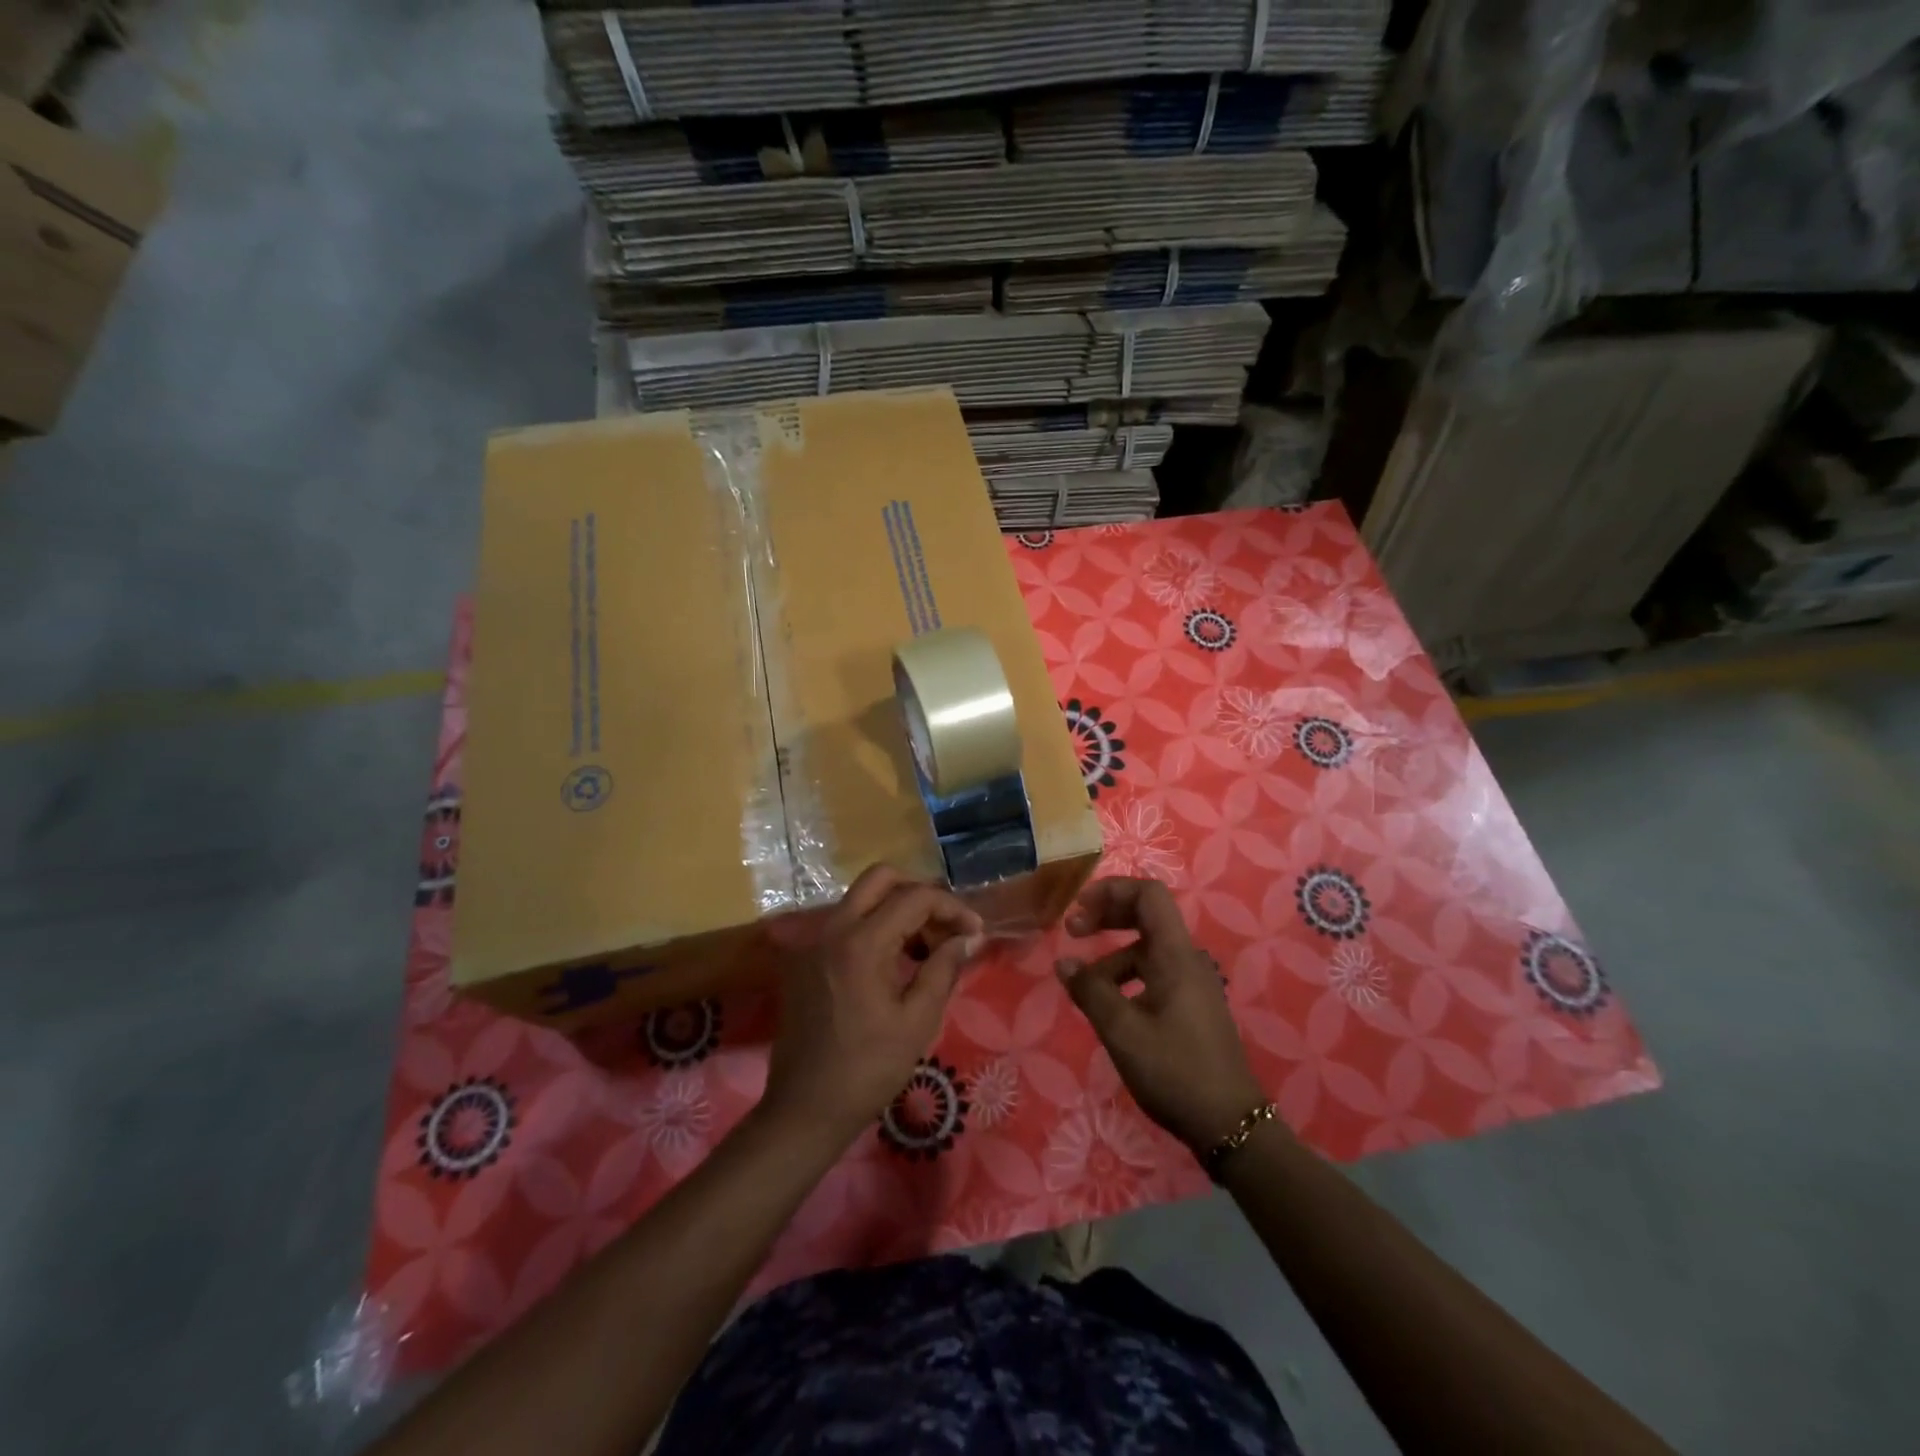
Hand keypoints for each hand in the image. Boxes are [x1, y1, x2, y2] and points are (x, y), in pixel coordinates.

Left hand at [763, 865, 983, 1148]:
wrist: (804, 1109)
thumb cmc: (868, 1070)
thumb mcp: (917, 1021)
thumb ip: (943, 969)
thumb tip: (967, 938)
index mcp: (861, 943)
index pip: (915, 897)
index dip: (952, 907)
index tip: (974, 931)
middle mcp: (832, 929)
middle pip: (880, 878)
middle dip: (919, 894)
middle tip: (944, 927)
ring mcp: (813, 942)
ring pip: (861, 899)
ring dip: (897, 910)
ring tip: (926, 950)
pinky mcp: (805, 959)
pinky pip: (845, 924)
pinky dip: (874, 928)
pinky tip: (894, 964)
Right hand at [1056, 877, 1270, 1152]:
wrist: (1230, 1125)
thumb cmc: (1175, 1070)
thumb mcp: (1122, 1031)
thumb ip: (1090, 991)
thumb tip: (1064, 963)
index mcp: (1175, 955)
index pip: (1148, 894)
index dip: (1111, 890)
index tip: (1078, 909)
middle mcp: (1186, 960)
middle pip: (1146, 915)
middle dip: (1107, 915)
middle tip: (1072, 931)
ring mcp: (1191, 984)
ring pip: (1146, 949)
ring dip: (1111, 955)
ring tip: (1082, 985)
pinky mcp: (1191, 1007)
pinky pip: (1153, 974)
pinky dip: (1125, 977)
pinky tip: (1108, 1006)